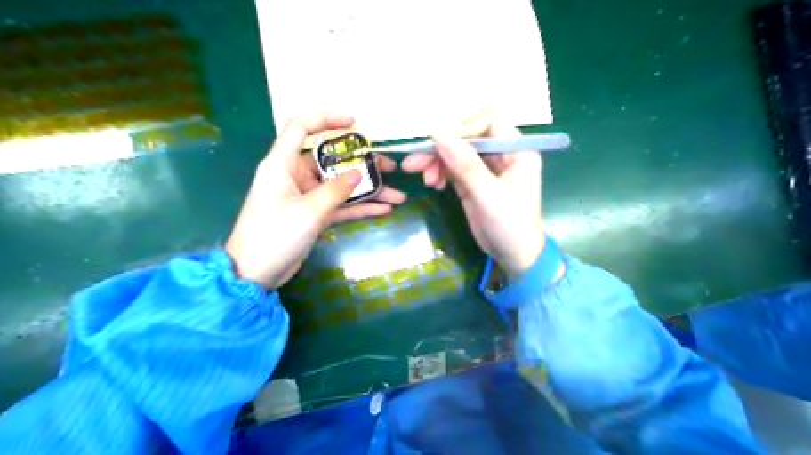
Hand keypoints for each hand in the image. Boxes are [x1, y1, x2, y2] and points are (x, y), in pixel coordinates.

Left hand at [225, 111, 404, 287]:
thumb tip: (360, 173)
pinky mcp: (313, 215)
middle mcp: (295, 175)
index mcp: (283, 164)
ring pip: (341, 186)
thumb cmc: (274, 236)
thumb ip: (336, 190)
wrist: (255, 274)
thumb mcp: (308, 211)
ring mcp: (306, 196)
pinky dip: (360, 207)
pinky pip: (340, 206)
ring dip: (368, 190)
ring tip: (397, 195)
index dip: (326, 119)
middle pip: (332, 160)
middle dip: (363, 163)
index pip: (301, 127)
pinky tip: (383, 209)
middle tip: (390, 168)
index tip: (355, 123)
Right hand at [401, 111, 539, 278]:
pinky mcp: (473, 182)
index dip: (464, 130)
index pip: (489, 122)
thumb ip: (465, 165)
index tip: (443, 146)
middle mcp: (501, 154)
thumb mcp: (488, 195)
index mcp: (517, 150)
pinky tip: (433, 184)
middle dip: (442, 149)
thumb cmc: (511, 226)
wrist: (514, 257)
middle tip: (415, 164)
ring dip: (437, 162)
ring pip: (456, 153)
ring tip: (427, 181)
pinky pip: (453, 169)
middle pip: (467, 138)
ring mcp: (485, 168)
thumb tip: (438, 134)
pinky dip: (440, 173)